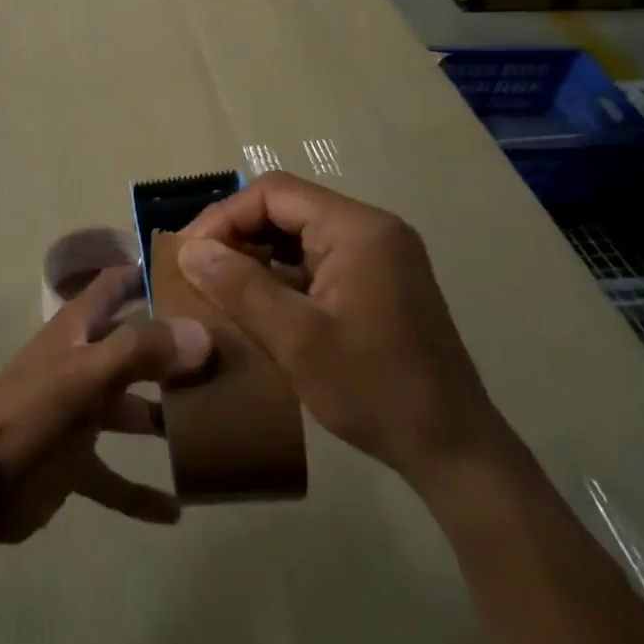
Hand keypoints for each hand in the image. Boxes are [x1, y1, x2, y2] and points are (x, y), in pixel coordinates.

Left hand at [0, 265, 213, 544]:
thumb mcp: (83, 376)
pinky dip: (142, 491)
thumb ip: (139, 351)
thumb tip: (201, 334)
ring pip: (132, 411)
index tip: (198, 273)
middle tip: (231, 359)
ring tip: (219, 429)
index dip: (147, 272)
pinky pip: (116, 477)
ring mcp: (79, 414)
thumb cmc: (28, 415)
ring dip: (166, 420)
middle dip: (175, 352)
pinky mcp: (75, 463)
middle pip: (135, 349)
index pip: (115, 285)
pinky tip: (179, 509)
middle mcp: (82, 364)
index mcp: (77, 331)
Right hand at [180, 172, 508, 491]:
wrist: (455, 451)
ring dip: (256, 254)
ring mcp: (378, 255)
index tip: (190, 253)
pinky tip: (255, 303)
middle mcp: (371, 229)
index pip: (274, 192)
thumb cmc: (375, 390)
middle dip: (236, 234)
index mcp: (358, 229)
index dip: (224, 216)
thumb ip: (240, 287)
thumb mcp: (297, 339)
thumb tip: (189, 250)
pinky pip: (315, 258)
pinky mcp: (377, 281)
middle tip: (197, 269)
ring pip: (297, 233)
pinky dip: (280, 274)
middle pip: (286, 208)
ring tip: (217, 285)